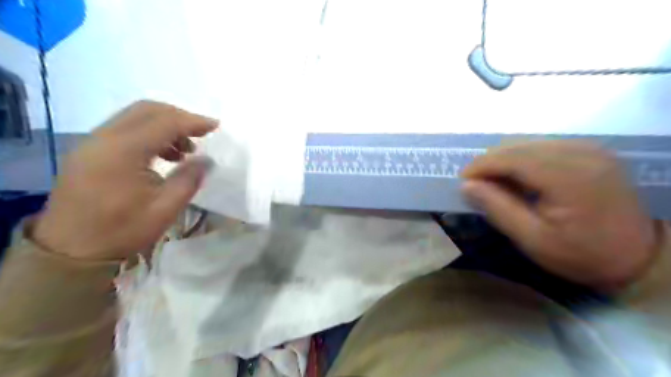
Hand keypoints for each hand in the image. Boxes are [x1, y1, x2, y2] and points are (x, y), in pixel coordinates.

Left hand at [31, 101, 216, 259]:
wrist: (70, 251)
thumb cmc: (122, 230)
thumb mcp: (165, 208)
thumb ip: (189, 179)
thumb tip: (207, 160)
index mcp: (123, 151)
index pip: (164, 122)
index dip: (193, 121)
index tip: (215, 126)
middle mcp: (104, 138)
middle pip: (146, 110)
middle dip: (179, 117)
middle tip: (201, 134)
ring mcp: (92, 143)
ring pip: (134, 118)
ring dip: (164, 126)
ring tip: (184, 151)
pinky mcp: (89, 152)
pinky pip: (124, 130)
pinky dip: (149, 134)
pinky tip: (163, 156)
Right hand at [465, 139, 658, 289]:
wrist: (638, 255)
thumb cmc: (581, 254)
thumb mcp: (533, 239)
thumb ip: (497, 208)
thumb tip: (466, 185)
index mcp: (569, 176)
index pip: (512, 157)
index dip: (481, 165)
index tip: (462, 180)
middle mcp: (581, 152)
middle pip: (518, 145)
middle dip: (490, 162)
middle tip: (476, 185)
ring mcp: (588, 148)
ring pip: (527, 142)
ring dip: (504, 160)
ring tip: (495, 183)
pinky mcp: (589, 150)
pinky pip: (541, 146)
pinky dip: (521, 159)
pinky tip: (518, 178)